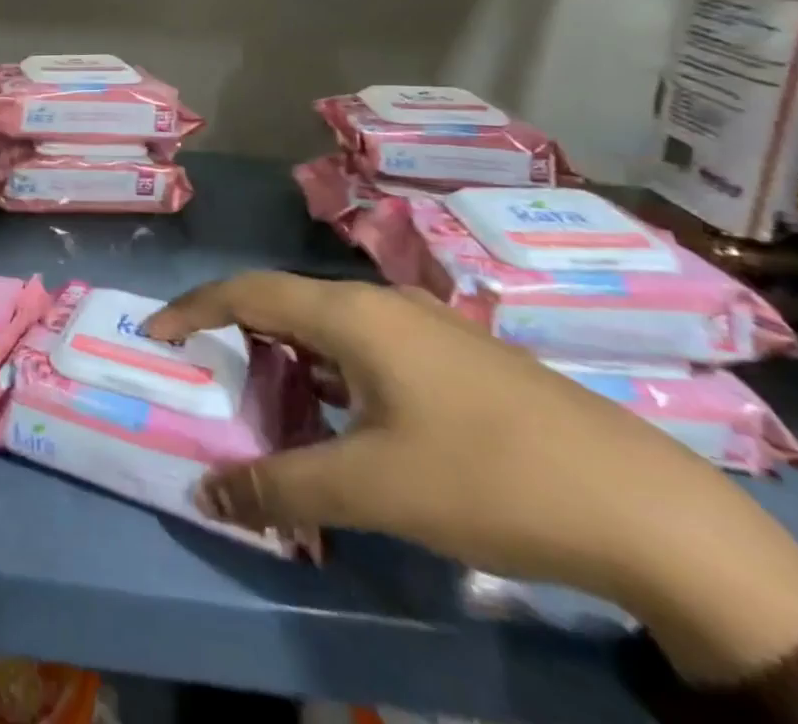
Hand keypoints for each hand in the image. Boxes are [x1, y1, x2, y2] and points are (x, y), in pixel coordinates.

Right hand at [145, 272, 797, 684]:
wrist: (641, 505)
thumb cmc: (486, 478)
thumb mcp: (371, 489)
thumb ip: (280, 489)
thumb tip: (207, 494)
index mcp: (352, 313)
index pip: (247, 292)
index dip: (193, 309)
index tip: (156, 335)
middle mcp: (381, 302)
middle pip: (285, 303)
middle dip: (238, 335)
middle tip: (209, 377)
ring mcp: (425, 324)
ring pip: (329, 326)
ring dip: (288, 356)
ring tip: (268, 401)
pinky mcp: (455, 354)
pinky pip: (366, 347)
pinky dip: (331, 371)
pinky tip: (344, 417)